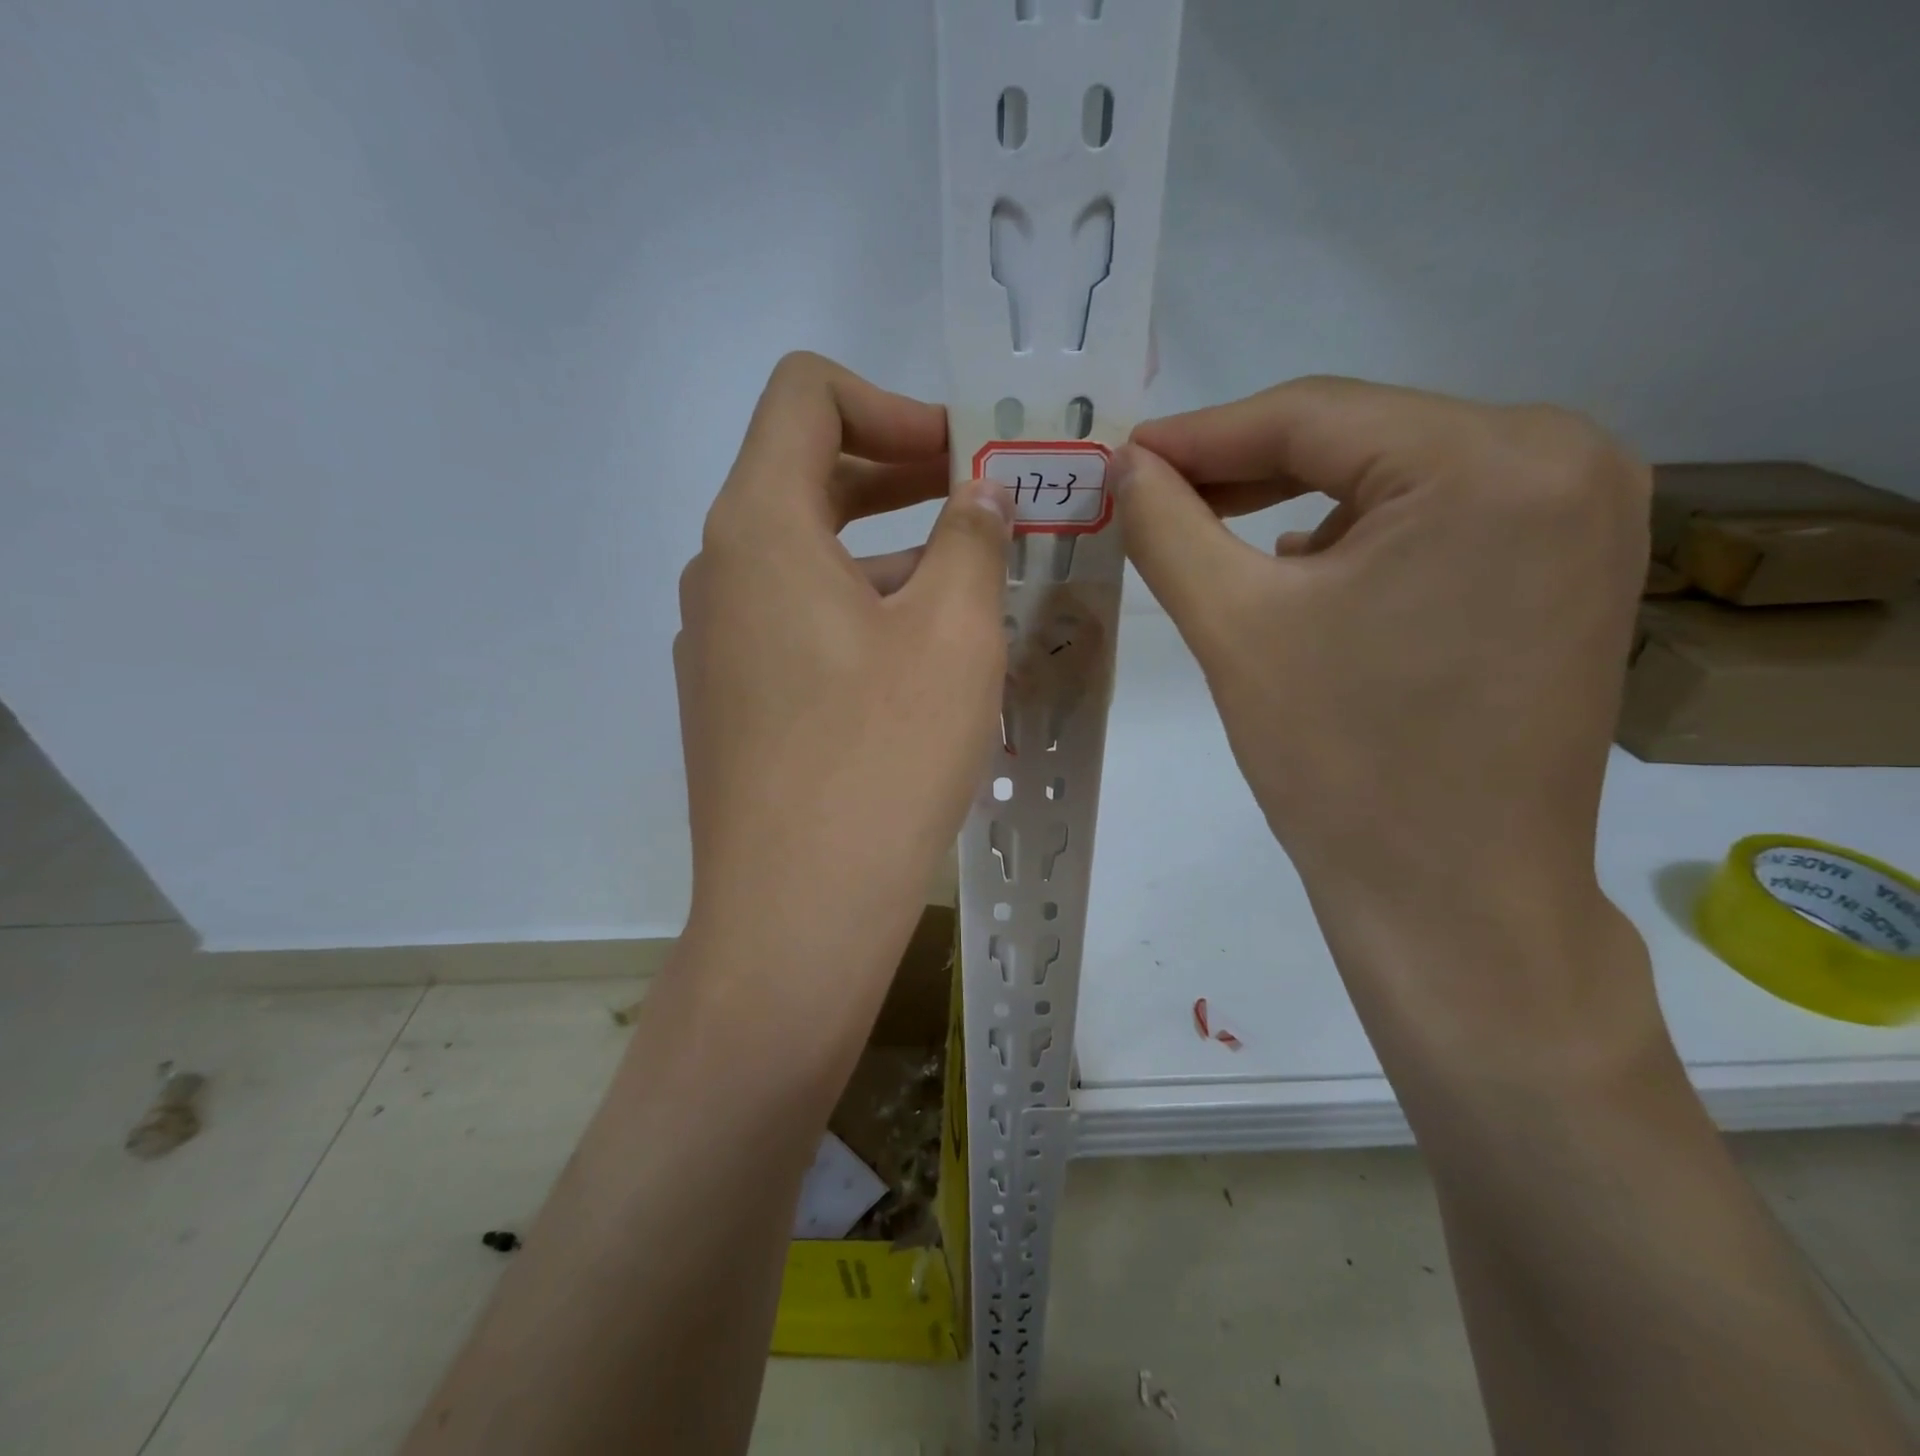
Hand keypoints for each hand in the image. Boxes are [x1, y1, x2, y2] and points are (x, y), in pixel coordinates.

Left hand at [675, 353, 1011, 1006]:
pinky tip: (919, 664)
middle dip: (900, 474)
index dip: (892, 405)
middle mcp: (720, 573)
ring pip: (806, 558)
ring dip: (887, 553)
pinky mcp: (732, 703)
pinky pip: (797, 624)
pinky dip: (859, 613)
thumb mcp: (953, 633)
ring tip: (968, 592)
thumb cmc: (881, 758)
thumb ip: (971, 540)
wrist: (797, 913)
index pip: (804, 396)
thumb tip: (977, 499)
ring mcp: (717, 644)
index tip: (961, 459)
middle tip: (982, 507)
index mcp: (758, 529)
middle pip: (805, 475)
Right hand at [1120, 379, 1659, 1070]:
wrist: (1454, 899)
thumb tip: (1123, 465)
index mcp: (1495, 460)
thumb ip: (1167, 526)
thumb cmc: (1341, 762)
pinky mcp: (1573, 569)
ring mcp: (1585, 516)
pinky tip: (1303, 569)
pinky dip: (1359, 536)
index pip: (1313, 414)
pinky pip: (1440, 521)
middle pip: (1361, 438)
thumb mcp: (1234, 626)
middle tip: (1152, 495)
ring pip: (1398, 477)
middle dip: (1245, 470)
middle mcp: (1568, 459)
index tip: (1122, 456)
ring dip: (1298, 502)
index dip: (1200, 434)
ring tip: (1211, 533)